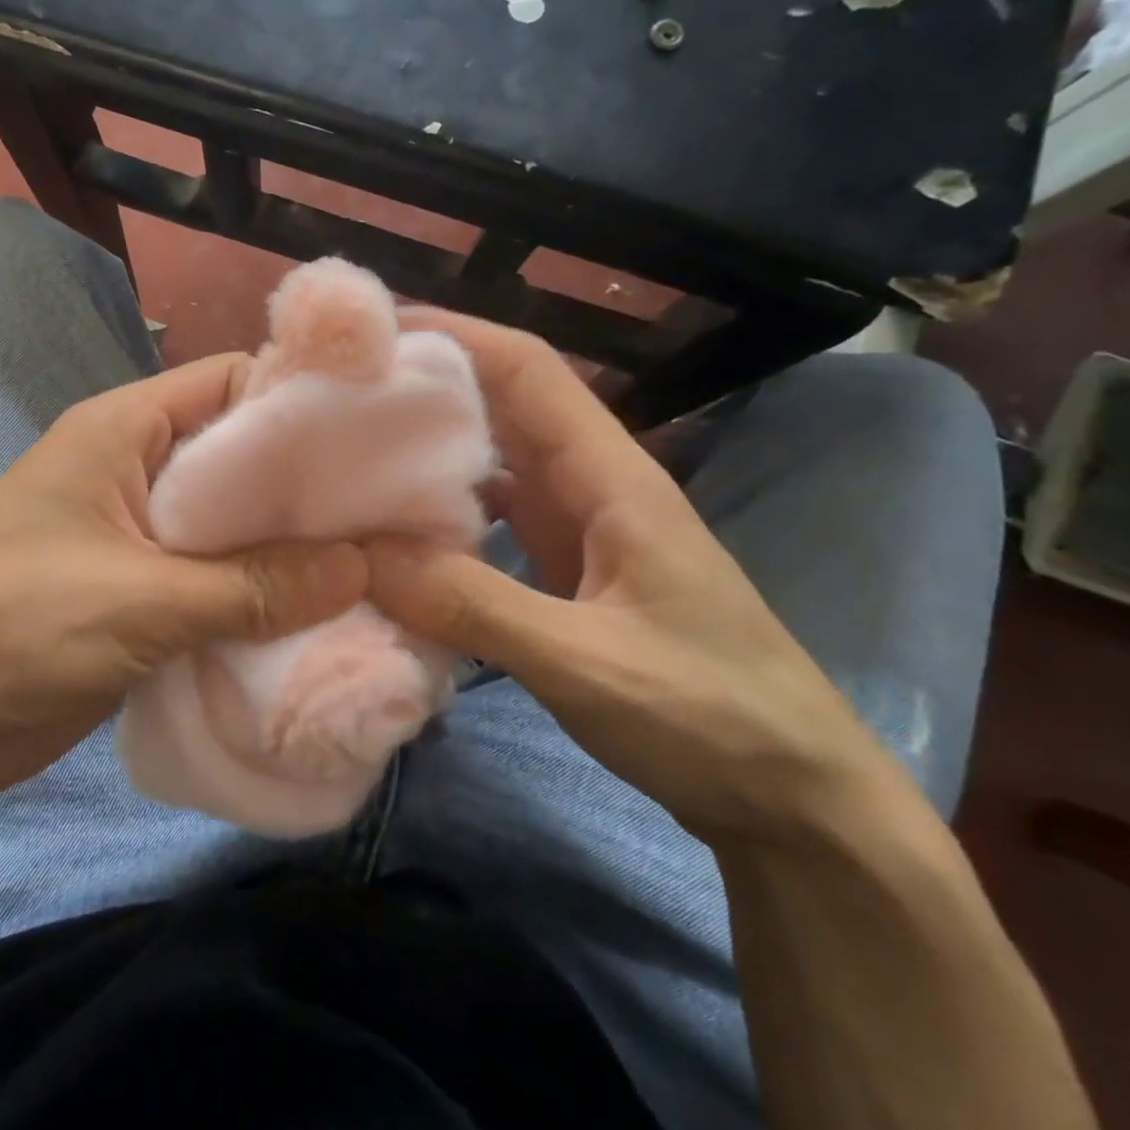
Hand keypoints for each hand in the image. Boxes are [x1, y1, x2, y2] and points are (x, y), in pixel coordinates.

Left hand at [0, 354, 368, 804]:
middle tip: (393, 515)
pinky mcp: (141, 590)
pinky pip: (217, 578)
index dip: (302, 403)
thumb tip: (361, 563)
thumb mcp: (140, 601)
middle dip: (309, 487)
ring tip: (377, 567)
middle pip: (241, 458)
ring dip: (290, 549)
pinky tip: (321, 614)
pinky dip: (261, 594)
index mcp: (124, 430)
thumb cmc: (11, 629)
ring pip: (234, 525)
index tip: (378, 439)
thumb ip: (254, 584)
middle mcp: (136, 467)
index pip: (231, 384)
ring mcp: (138, 532)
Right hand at [365, 312, 913, 847]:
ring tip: (348, 448)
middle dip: (425, 385)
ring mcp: (577, 528)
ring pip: (490, 461)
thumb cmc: (714, 717)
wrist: (793, 797)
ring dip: (426, 448)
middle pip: (501, 405)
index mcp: (611, 477)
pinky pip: (489, 519)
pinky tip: (393, 529)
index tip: (373, 332)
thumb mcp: (588, 663)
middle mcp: (591, 485)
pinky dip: (439, 513)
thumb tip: (364, 556)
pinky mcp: (563, 570)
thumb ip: (474, 605)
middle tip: (337, 391)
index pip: (528, 371)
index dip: (455, 335)